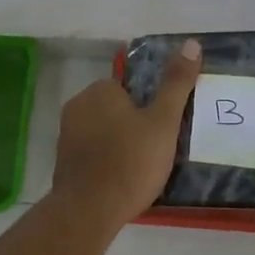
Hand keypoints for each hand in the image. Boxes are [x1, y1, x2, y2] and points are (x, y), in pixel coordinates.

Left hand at [51, 39, 203, 230]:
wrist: (89, 211)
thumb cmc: (130, 161)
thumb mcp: (163, 121)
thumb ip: (176, 83)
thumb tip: (191, 43)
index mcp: (99, 91)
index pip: (129, 87)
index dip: (149, 107)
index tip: (163, 128)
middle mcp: (77, 106)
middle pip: (115, 109)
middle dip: (133, 125)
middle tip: (156, 150)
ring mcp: (66, 136)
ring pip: (103, 132)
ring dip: (119, 144)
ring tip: (142, 169)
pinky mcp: (63, 163)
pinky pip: (92, 154)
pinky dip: (106, 162)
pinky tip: (121, 181)